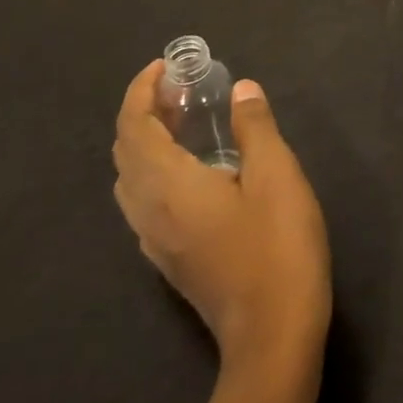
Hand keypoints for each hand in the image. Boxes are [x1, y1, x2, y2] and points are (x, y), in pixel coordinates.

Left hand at [114, 61, 331, 379]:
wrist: (273, 335)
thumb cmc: (277, 247)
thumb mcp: (277, 175)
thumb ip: (255, 127)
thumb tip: (241, 89)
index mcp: (168, 185)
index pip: (132, 127)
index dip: (140, 91)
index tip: (166, 67)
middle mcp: (149, 211)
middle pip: (125, 151)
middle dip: (143, 112)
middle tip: (181, 90)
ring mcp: (155, 240)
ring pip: (131, 179)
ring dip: (146, 141)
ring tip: (186, 122)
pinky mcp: (169, 259)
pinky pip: (144, 200)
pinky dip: (155, 168)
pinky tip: (195, 168)